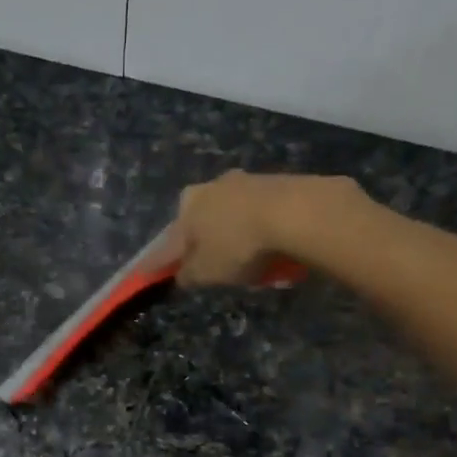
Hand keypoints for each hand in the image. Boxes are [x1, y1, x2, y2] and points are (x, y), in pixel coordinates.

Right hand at [167, 171, 358, 286]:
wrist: (297, 213)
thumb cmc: (239, 245)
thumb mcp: (206, 272)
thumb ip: (188, 275)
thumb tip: (182, 274)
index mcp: (187, 205)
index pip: (169, 240)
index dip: (163, 261)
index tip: (159, 274)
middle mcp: (212, 186)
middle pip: (203, 221)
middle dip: (205, 241)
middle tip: (215, 265)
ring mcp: (247, 181)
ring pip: (234, 215)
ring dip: (237, 234)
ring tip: (251, 260)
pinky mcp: (279, 182)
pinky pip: (263, 214)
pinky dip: (263, 229)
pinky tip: (274, 247)